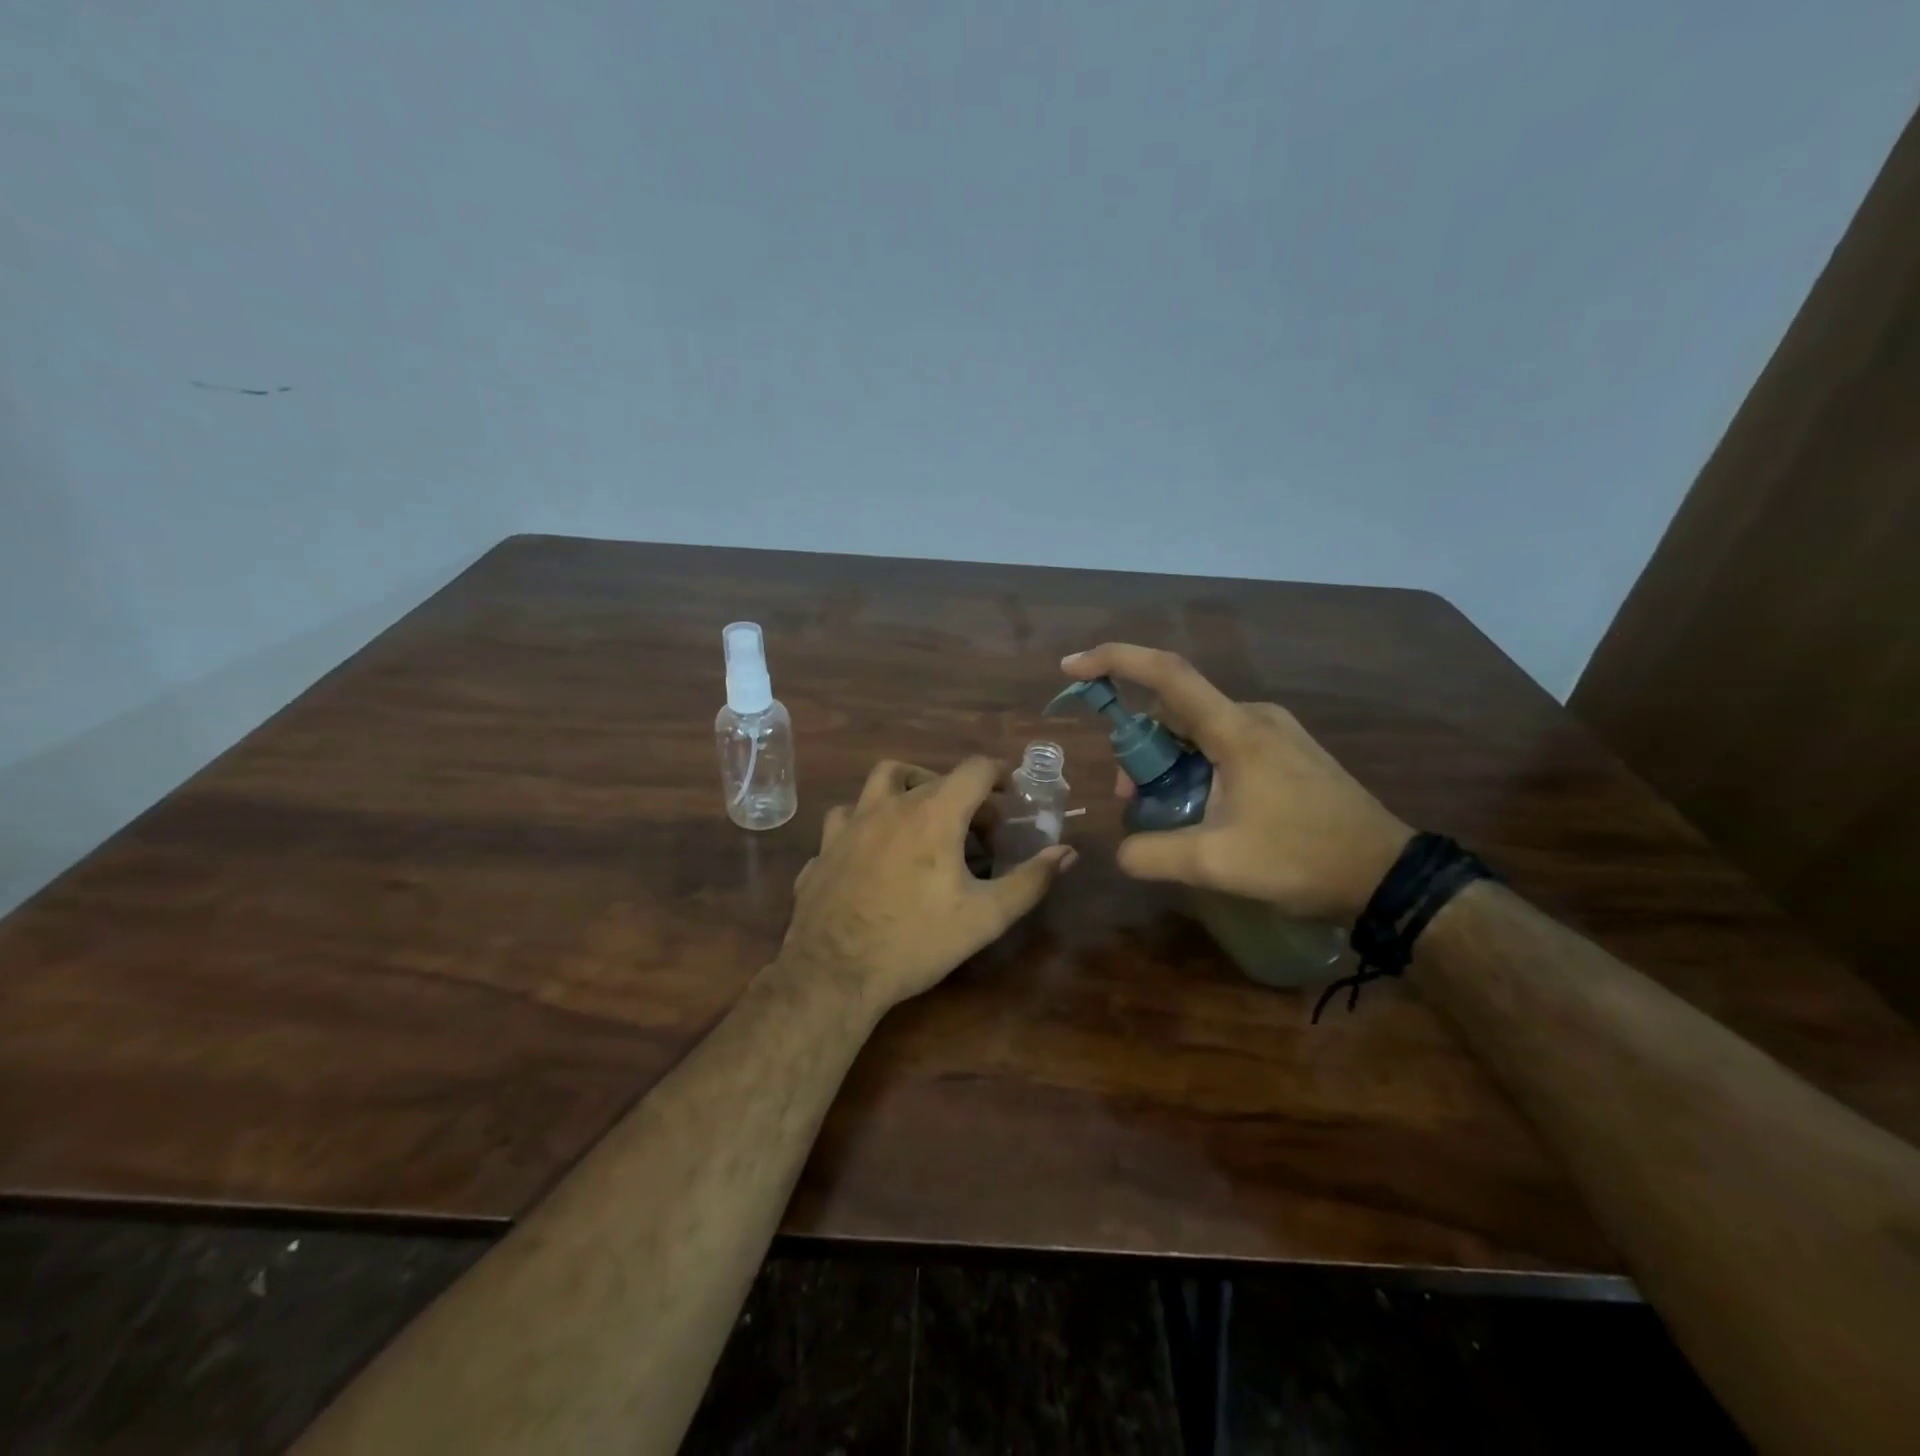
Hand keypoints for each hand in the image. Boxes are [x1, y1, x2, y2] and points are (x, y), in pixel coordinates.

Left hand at [778, 757, 1076, 1016]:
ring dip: (908, 789)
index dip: (999, 775)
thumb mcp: (986, 916)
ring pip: (880, 783)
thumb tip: (1066, 852)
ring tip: (922, 818)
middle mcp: (889, 806)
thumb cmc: (916, 941)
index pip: (974, 769)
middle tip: (977, 827)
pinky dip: (868, 822)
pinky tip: (874, 850)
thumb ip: (1030, 880)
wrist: (833, 973)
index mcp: (932, 814)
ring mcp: (849, 825)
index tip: (1011, 795)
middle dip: (962, 793)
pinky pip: (848, 819)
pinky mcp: (823, 849)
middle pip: (932, 776)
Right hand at [1062, 644, 1409, 921]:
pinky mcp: (1288, 753)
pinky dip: (1196, 767)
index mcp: (1236, 729)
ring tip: (1164, 811)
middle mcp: (1254, 717)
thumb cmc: (1302, 859)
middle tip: (1131, 797)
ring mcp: (1275, 733)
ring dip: (1168, 761)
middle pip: (1175, 710)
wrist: (1388, 876)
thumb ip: (1153, 854)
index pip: (1166, 674)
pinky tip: (1201, 809)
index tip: (1073, 667)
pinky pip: (1224, 745)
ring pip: (1199, 731)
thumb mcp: (1216, 864)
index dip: (1115, 661)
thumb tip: (1120, 851)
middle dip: (1140, 747)